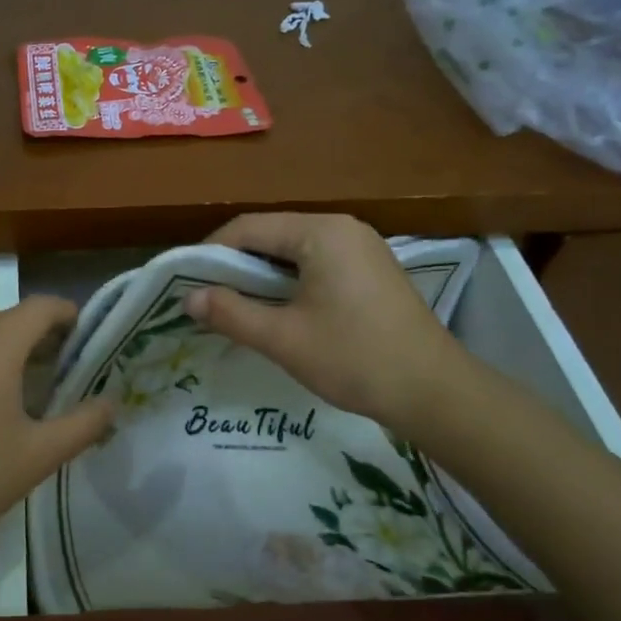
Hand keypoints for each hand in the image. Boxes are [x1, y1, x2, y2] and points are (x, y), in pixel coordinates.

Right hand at [184, 213, 474, 437]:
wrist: (435, 392)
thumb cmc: (354, 358)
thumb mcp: (283, 338)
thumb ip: (230, 313)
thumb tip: (188, 299)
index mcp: (321, 232)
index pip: (249, 227)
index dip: (211, 252)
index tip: (186, 281)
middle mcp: (342, 228)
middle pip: (271, 235)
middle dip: (235, 265)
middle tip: (206, 296)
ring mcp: (361, 247)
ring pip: (292, 251)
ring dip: (260, 275)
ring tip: (234, 306)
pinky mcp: (370, 270)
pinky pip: (315, 264)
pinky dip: (288, 282)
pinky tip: (275, 309)